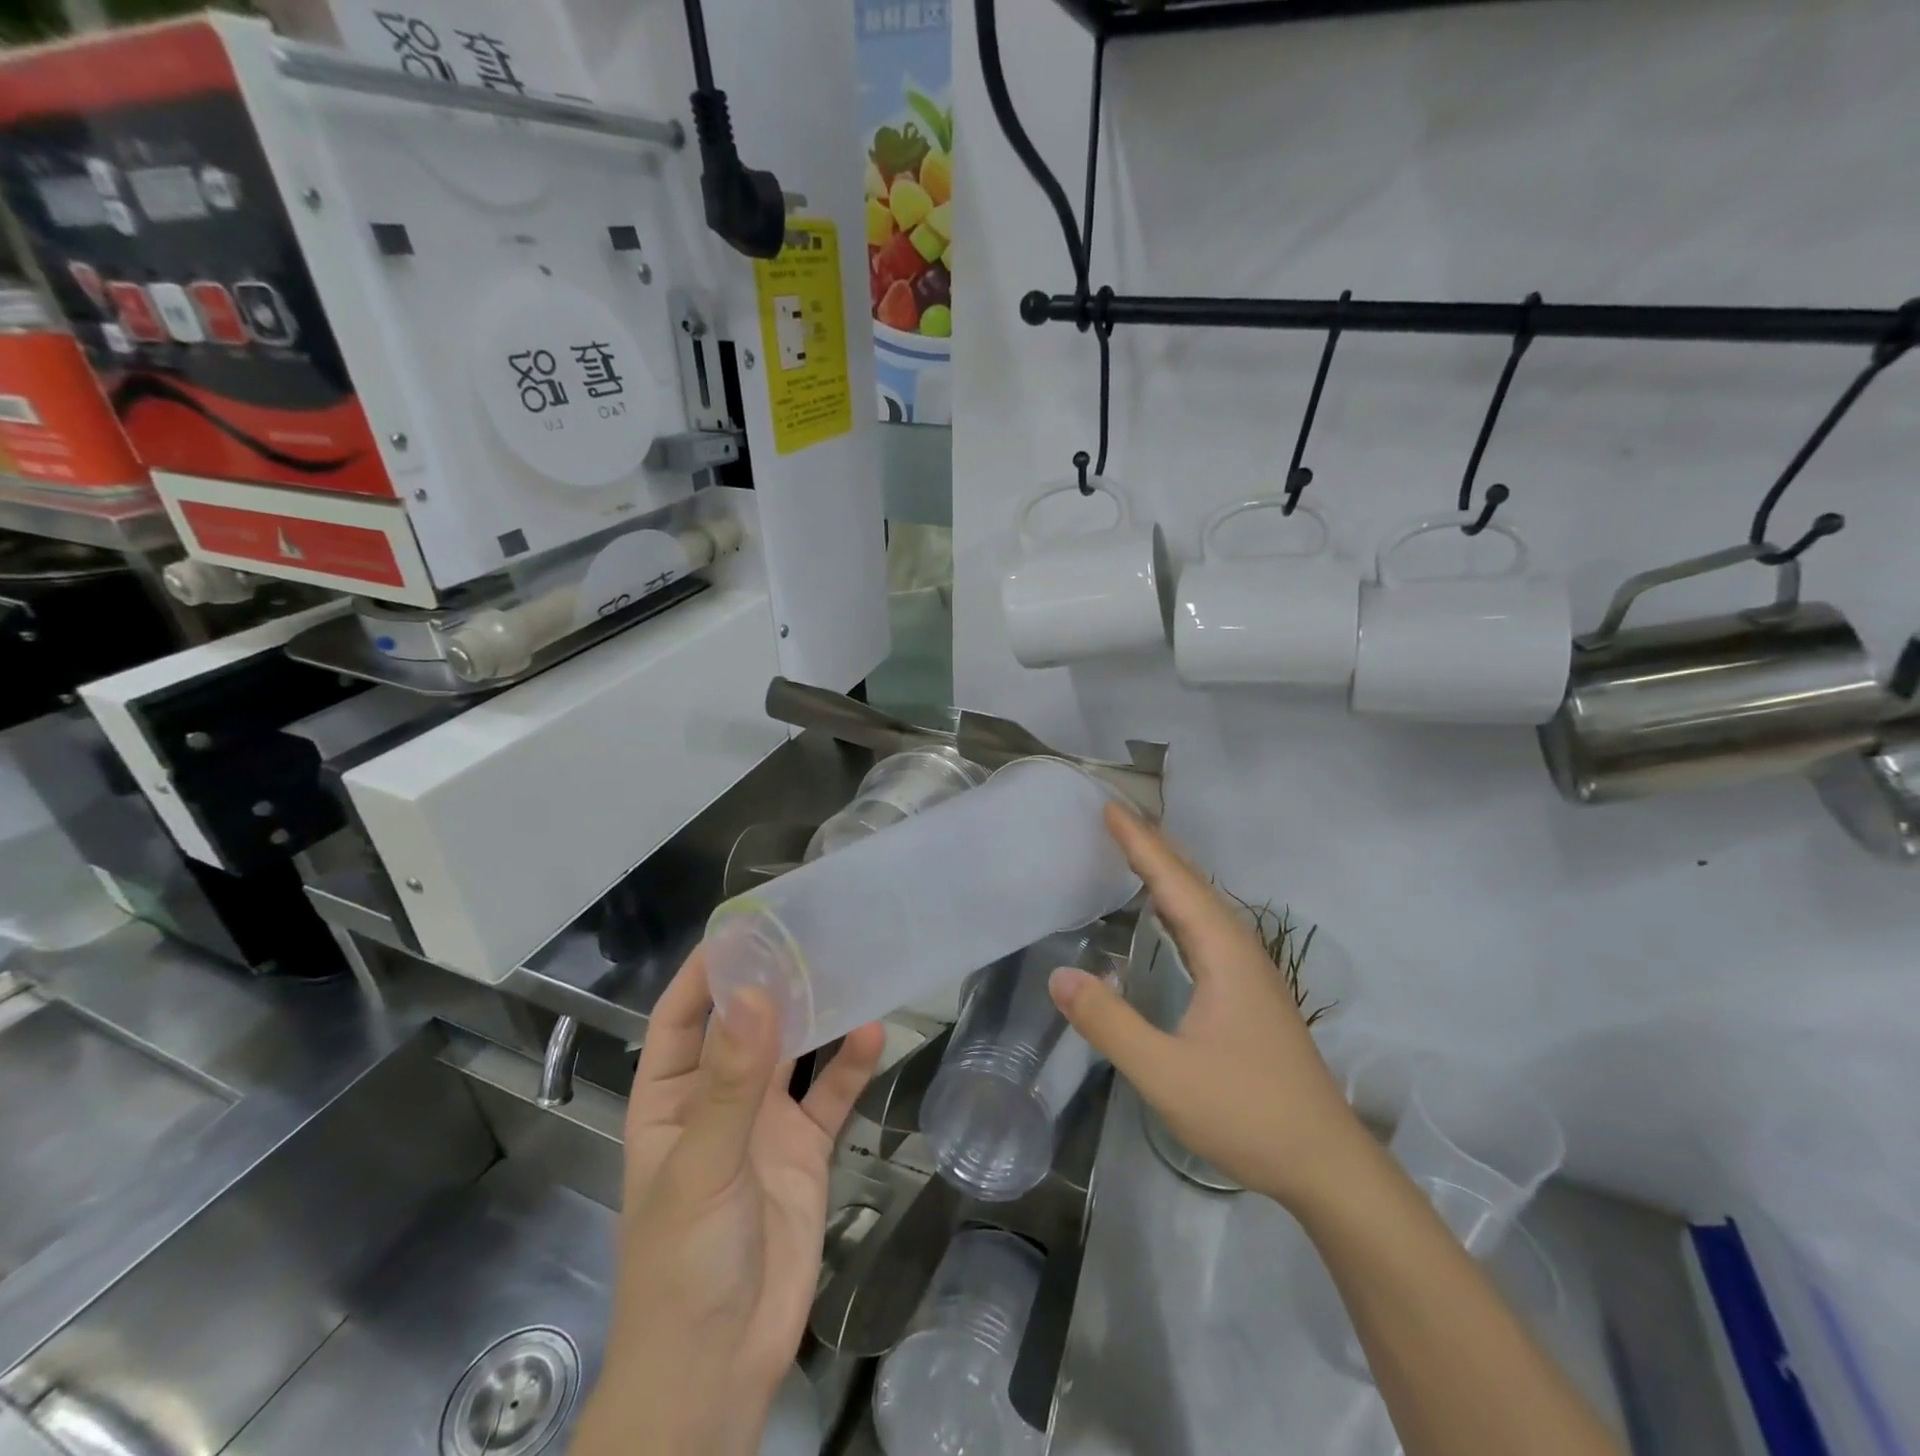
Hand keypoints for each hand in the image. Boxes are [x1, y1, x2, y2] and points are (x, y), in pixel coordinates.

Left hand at [575, 947, 884, 1455]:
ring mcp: (763, 1125)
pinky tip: (872, 1034)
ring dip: (815, 1017)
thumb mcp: (702, 1166)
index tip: (743, 926)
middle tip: (810, 932)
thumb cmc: (684, 1263)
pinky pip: (829, 1097)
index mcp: (669, 1099)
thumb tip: (755, 993)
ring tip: (847, 967)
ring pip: (791, 1054)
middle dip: (770, 983)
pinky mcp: (805, 1150)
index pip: (681, 1017)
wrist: (720, 1368)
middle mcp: (716, 1101)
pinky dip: (850, 1067)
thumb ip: (732, 1081)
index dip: (705, 971)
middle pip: (743, 1026)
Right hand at [1047, 803, 1369, 1211]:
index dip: (1139, 843)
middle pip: (1192, 882)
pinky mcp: (1250, 992)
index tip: (1109, 807)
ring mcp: (1250, 971)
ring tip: (1134, 849)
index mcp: (1223, 953)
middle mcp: (1240, 949)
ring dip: (1168, 871)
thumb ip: (1110, 1023)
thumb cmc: (1246, 1112)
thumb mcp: (1165, 1073)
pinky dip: (1179, 904)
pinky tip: (1166, 914)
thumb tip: (1059, 975)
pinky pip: (1207, 927)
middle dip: (1153, 845)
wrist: (1325, 1163)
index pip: (1173, 882)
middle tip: (1115, 816)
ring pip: (1203, 904)